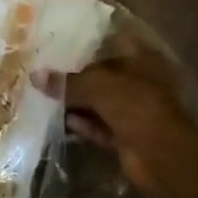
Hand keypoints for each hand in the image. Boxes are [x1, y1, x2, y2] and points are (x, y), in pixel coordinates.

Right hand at [35, 51, 197, 192]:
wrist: (162, 156)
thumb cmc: (136, 106)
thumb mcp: (98, 87)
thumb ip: (67, 82)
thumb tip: (35, 76)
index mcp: (140, 60)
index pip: (110, 43)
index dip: (86, 42)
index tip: (58, 41)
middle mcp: (137, 82)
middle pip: (101, 74)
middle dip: (75, 75)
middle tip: (42, 69)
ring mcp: (132, 110)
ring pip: (98, 102)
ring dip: (75, 101)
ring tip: (41, 94)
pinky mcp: (124, 136)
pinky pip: (97, 126)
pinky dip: (80, 123)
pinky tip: (56, 119)